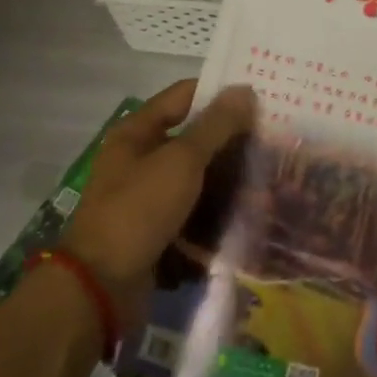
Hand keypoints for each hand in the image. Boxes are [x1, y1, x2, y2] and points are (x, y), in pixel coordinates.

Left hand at [60, 81, 253, 314]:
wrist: (102, 287)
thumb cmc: (139, 209)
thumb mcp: (181, 161)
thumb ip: (215, 125)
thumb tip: (245, 90)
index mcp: (137, 133)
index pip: (184, 96)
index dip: (220, 93)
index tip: (260, 97)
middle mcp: (140, 160)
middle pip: (194, 140)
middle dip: (231, 142)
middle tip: (274, 140)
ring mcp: (148, 199)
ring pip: (198, 180)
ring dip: (229, 182)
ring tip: (271, 180)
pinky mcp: (158, 232)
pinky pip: (194, 215)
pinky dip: (217, 215)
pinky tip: (251, 216)